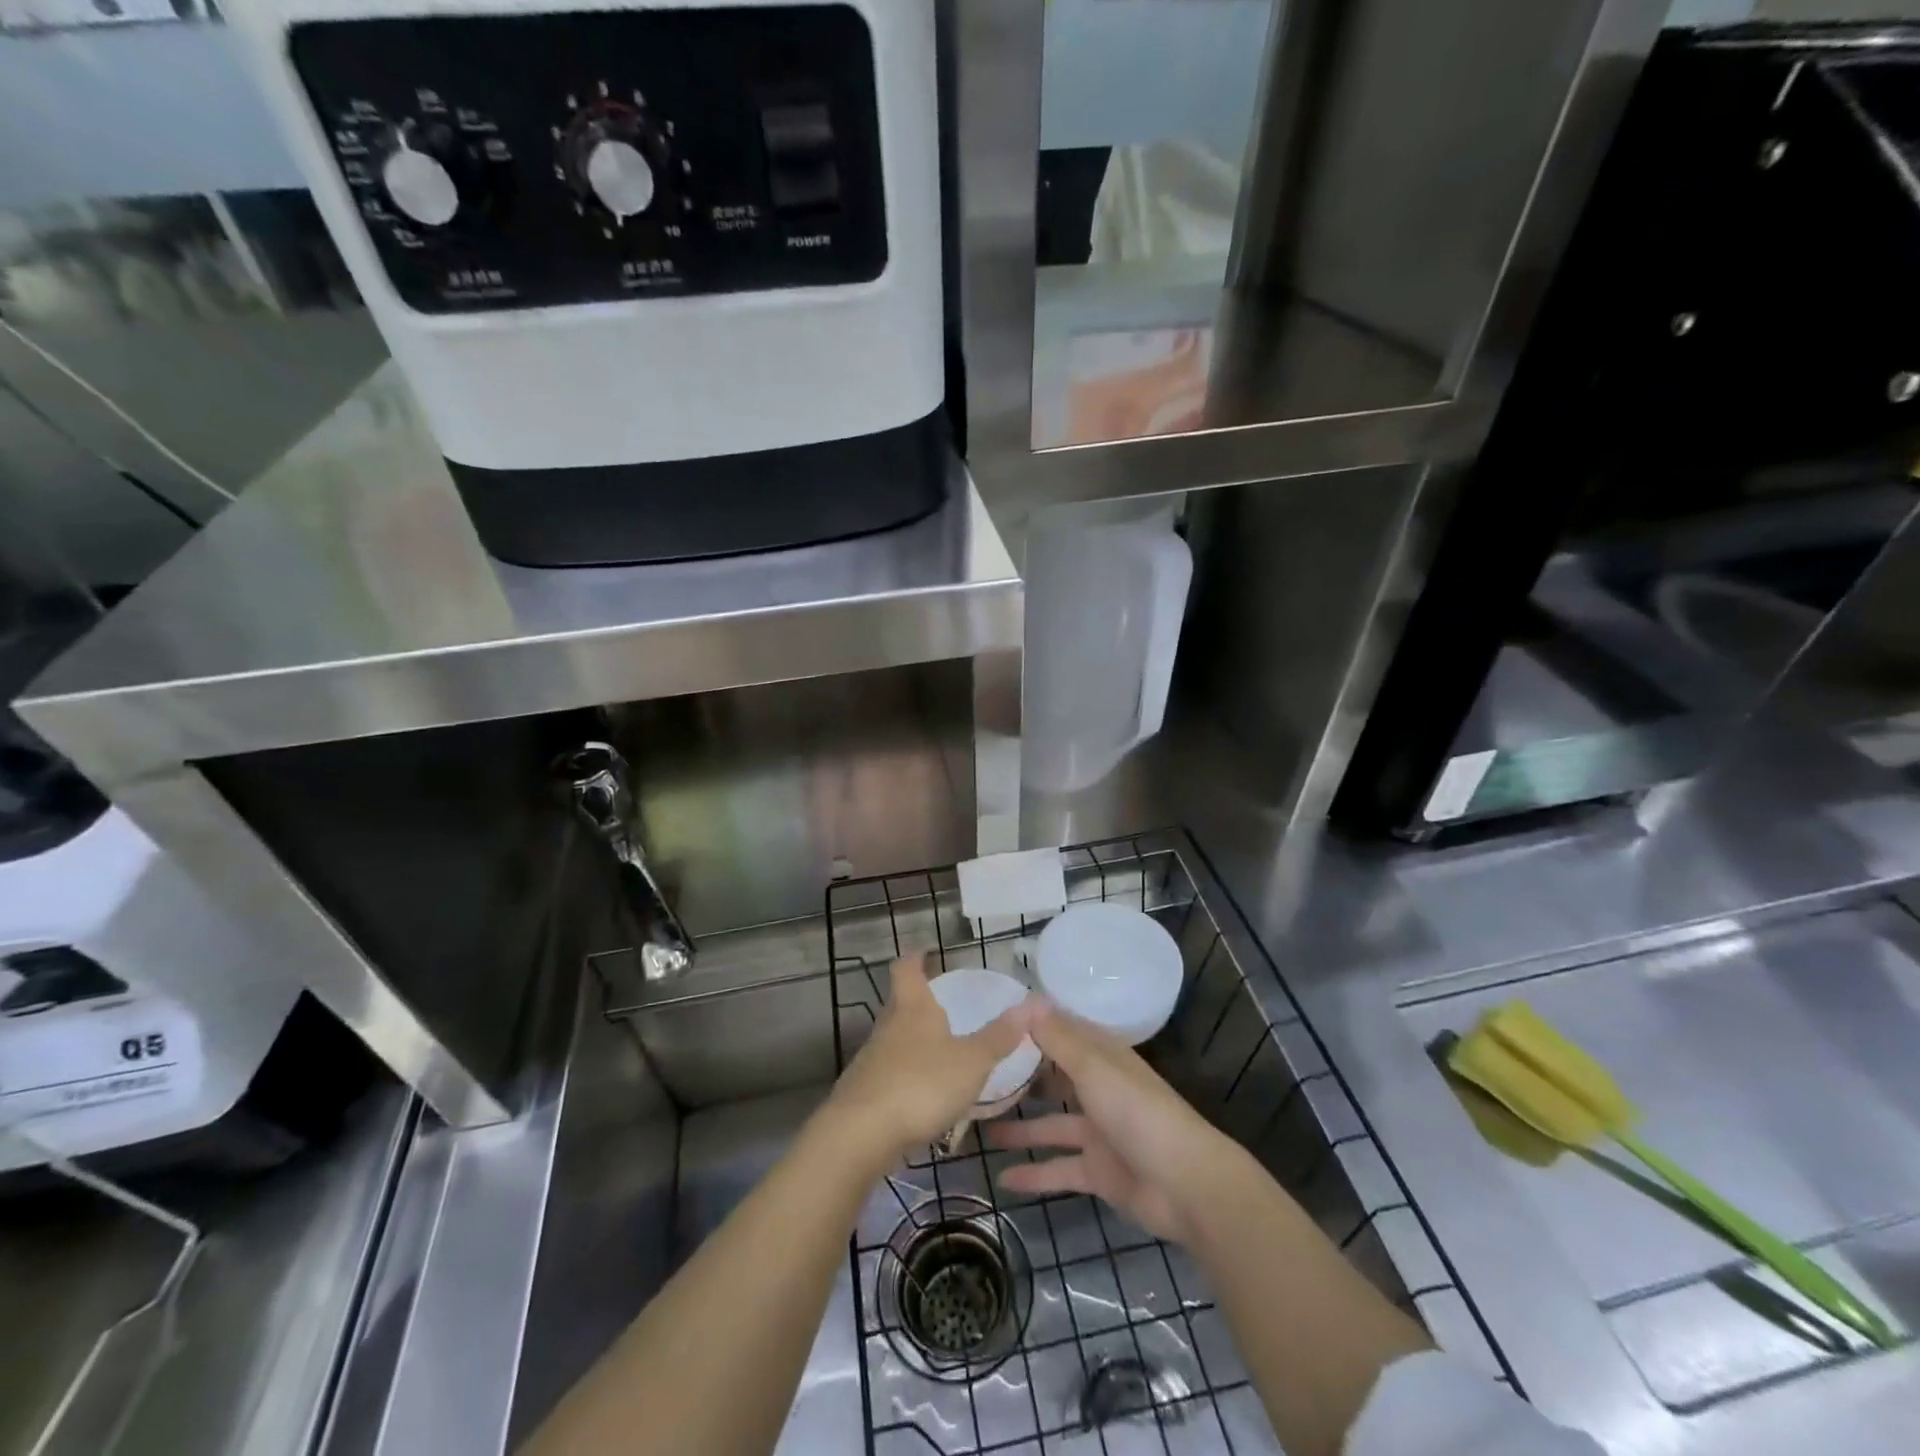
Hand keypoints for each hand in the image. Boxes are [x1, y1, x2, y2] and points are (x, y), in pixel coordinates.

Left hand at [826, 954, 1032, 1165]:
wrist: (860, 1135)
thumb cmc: (920, 1084)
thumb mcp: (971, 1062)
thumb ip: (999, 1036)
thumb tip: (1031, 1004)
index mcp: (913, 1008)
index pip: (907, 968)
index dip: (915, 956)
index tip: (924, 950)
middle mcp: (888, 1027)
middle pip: (899, 1003)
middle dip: (917, 1001)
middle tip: (941, 1003)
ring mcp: (871, 1060)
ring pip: (894, 1040)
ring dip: (913, 1041)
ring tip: (939, 1051)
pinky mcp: (864, 1093)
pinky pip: (889, 1074)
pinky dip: (906, 1076)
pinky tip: (923, 1095)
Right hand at [991, 1000, 1247, 1243]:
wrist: (1184, 1184)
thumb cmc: (1136, 1112)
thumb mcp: (1093, 1068)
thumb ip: (1058, 1038)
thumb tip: (1026, 1000)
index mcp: (1102, 1058)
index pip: (1063, 1032)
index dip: (1032, 1026)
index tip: (993, 1022)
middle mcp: (1099, 1089)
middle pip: (1055, 1077)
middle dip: (1022, 1077)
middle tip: (978, 1076)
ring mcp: (1099, 1132)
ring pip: (1052, 1124)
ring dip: (1020, 1127)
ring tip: (980, 1128)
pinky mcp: (1099, 1171)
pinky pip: (1059, 1168)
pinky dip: (1034, 1174)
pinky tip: (1002, 1180)